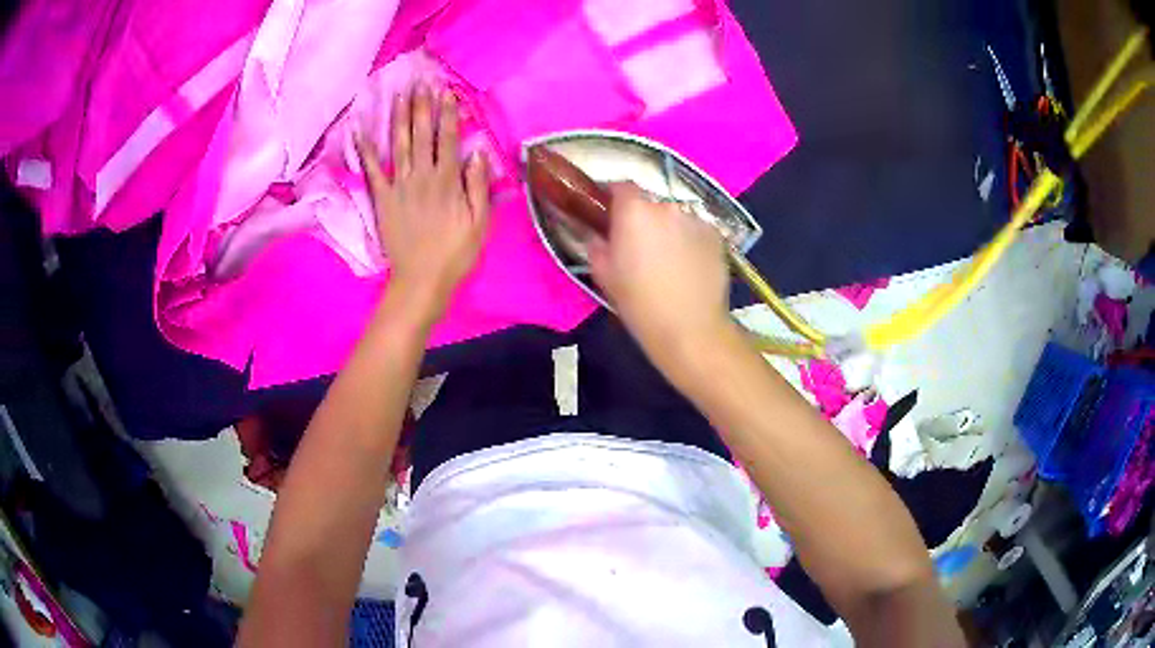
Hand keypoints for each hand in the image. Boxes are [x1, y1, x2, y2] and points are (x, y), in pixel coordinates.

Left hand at [356, 84, 489, 318]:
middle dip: (422, 106)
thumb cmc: (455, 253)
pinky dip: (365, 150)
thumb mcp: (480, 222)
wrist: (421, 280)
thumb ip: (479, 186)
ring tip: (400, 95)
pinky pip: (372, 171)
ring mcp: (399, 186)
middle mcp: (422, 176)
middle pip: (422, 134)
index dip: (447, 114)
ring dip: (399, 117)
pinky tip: (358, 131)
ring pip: (399, 144)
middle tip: (421, 82)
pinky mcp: (382, 199)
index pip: (448, 139)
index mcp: (448, 180)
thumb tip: (478, 152)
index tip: (446, 91)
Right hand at [586, 183, 730, 373]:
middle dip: (643, 218)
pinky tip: (690, 266)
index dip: (615, 197)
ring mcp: (695, 219)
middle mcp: (666, 207)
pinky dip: (691, 241)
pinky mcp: (717, 235)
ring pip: (675, 217)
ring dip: (669, 229)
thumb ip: (597, 246)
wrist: (690, 329)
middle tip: (640, 245)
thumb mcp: (605, 276)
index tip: (611, 214)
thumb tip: (598, 235)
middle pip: (651, 203)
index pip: (622, 185)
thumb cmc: (640, 304)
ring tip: (669, 260)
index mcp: (634, 212)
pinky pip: (697, 230)